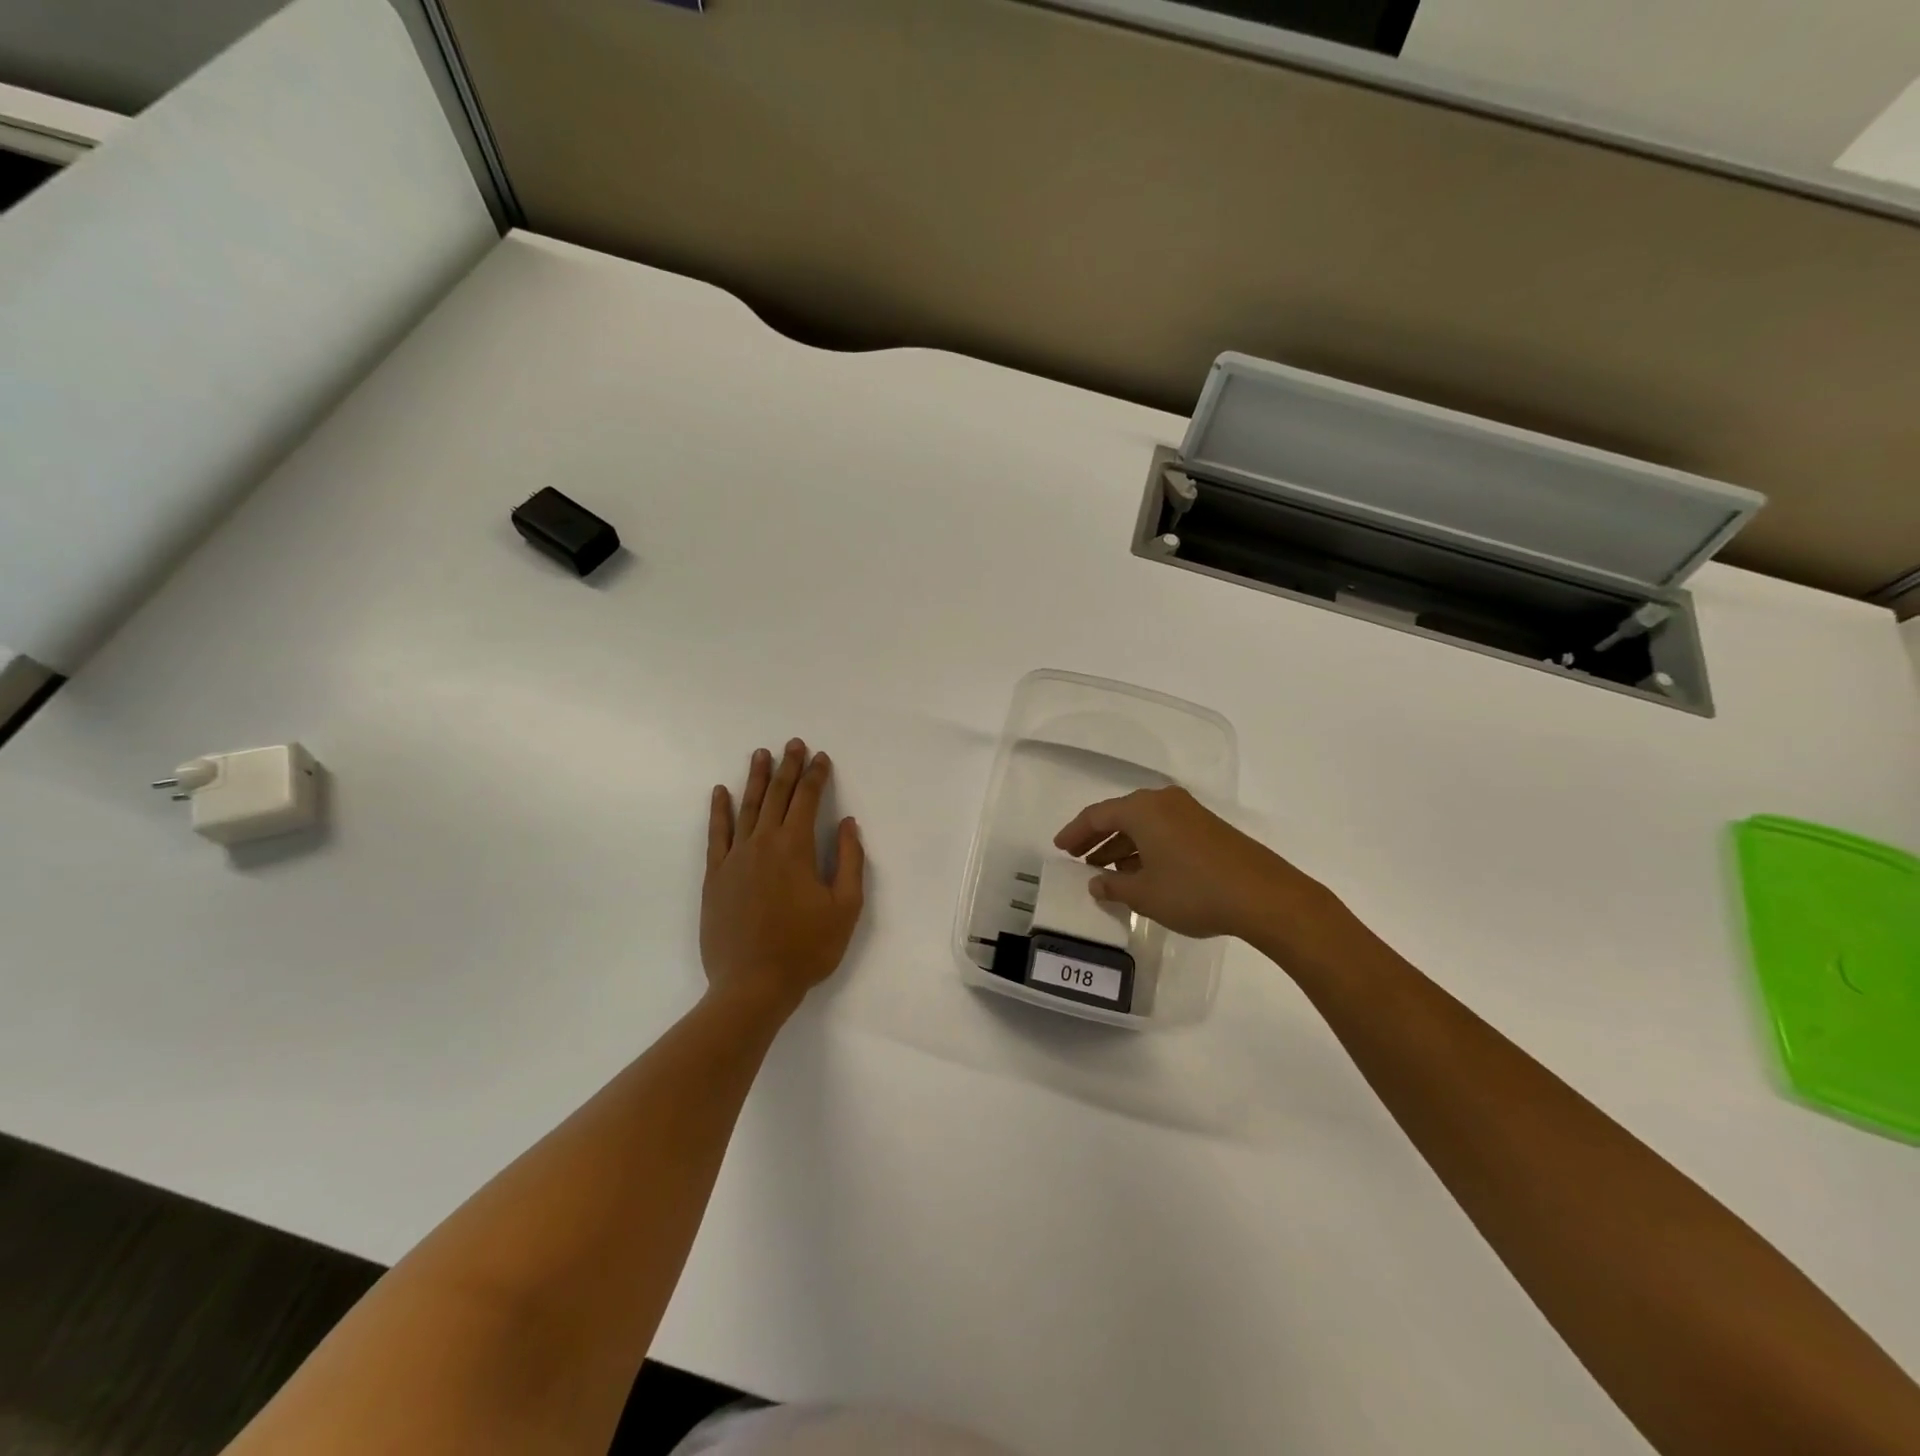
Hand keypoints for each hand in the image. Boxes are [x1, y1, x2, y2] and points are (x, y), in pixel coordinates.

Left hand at [702, 740, 864, 1015]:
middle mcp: (763, 843)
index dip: (816, 776)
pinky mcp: (715, 876)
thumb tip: (847, 824)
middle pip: (776, 795)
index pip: (807, 800)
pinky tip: (720, 792)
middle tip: (792, 743)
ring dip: (755, 779)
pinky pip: (716, 834)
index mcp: (795, 848)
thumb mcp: (845, 908)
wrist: (753, 985)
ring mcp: (735, 858)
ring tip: (760, 754)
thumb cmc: (806, 948)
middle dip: (787, 767)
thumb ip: (849, 861)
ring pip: (746, 808)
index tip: (821, 757)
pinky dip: (719, 811)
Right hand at [1054, 786, 1351, 963]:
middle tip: (1079, 858)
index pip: (1096, 815)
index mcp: (1142, 810)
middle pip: (1120, 815)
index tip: (1059, 848)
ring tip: (1107, 871)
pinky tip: (1142, 871)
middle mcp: (1163, 802)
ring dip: (1122, 845)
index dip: (1075, 833)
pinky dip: (1146, 847)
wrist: (1264, 895)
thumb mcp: (1145, 894)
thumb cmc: (1194, 891)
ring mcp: (1189, 812)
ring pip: (1144, 824)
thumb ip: (1114, 886)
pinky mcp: (1208, 828)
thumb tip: (1097, 882)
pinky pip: (1164, 831)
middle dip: (1098, 838)